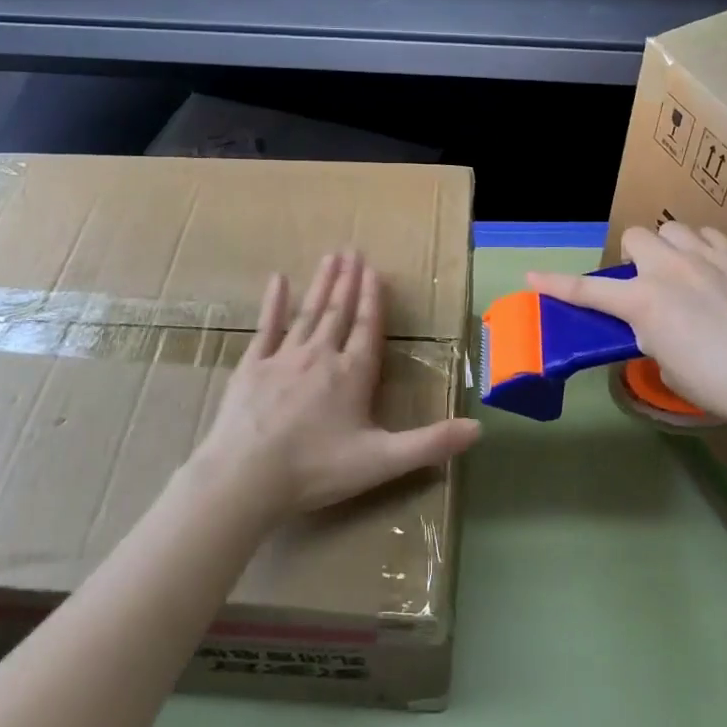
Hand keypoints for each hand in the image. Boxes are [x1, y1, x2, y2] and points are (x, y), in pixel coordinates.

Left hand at [195, 251, 481, 519]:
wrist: (246, 476)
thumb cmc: (317, 469)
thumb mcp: (382, 461)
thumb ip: (430, 443)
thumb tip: (479, 429)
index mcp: (352, 374)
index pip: (367, 328)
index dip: (373, 299)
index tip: (375, 270)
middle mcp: (320, 356)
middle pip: (338, 311)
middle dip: (348, 281)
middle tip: (353, 250)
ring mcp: (283, 358)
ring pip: (308, 312)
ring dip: (321, 284)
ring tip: (330, 257)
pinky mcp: (251, 366)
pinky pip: (266, 327)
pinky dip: (273, 303)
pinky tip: (278, 279)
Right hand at [527, 223, 726, 431]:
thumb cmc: (723, 385)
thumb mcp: (671, 366)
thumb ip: (654, 336)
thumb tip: (657, 325)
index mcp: (644, 302)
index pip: (588, 290)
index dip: (556, 285)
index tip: (532, 277)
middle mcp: (670, 269)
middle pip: (635, 237)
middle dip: (634, 257)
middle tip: (647, 284)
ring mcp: (709, 258)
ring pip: (674, 229)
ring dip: (670, 248)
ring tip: (684, 273)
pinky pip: (712, 238)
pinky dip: (705, 251)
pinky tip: (718, 273)